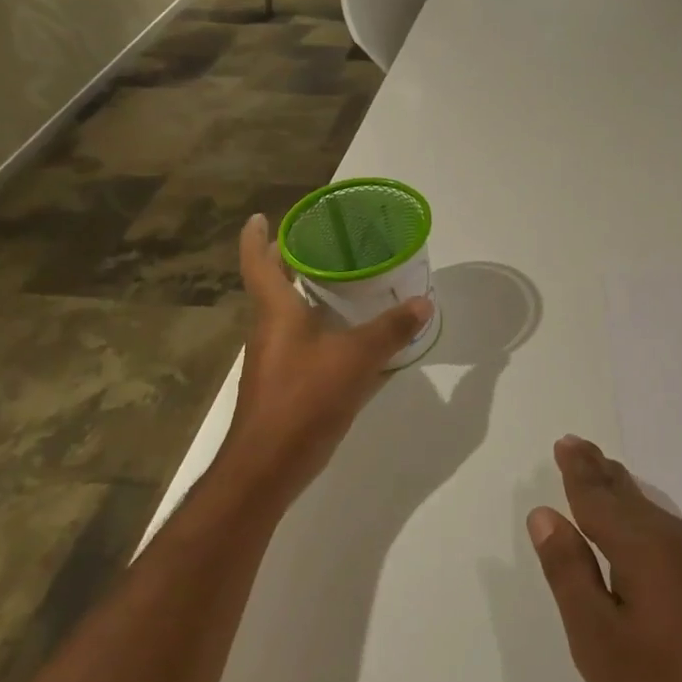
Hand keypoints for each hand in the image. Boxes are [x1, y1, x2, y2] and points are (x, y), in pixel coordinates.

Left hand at [221, 214, 433, 500]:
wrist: (267, 465)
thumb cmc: (304, 399)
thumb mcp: (356, 359)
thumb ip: (391, 330)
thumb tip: (423, 302)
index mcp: (276, 311)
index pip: (258, 262)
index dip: (258, 236)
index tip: (262, 216)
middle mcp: (268, 328)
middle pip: (274, 284)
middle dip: (293, 261)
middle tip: (326, 243)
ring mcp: (274, 358)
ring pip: (288, 314)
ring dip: (309, 295)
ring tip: (346, 283)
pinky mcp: (284, 382)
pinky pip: (302, 341)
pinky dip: (321, 328)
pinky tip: (350, 337)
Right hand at [527, 436, 681, 681]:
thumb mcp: (598, 638)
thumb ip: (569, 572)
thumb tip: (545, 514)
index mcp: (641, 545)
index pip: (598, 496)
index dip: (577, 471)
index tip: (564, 443)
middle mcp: (673, 539)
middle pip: (627, 494)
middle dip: (599, 471)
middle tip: (577, 445)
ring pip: (649, 510)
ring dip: (620, 490)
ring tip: (603, 473)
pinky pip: (665, 529)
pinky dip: (640, 514)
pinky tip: (641, 524)